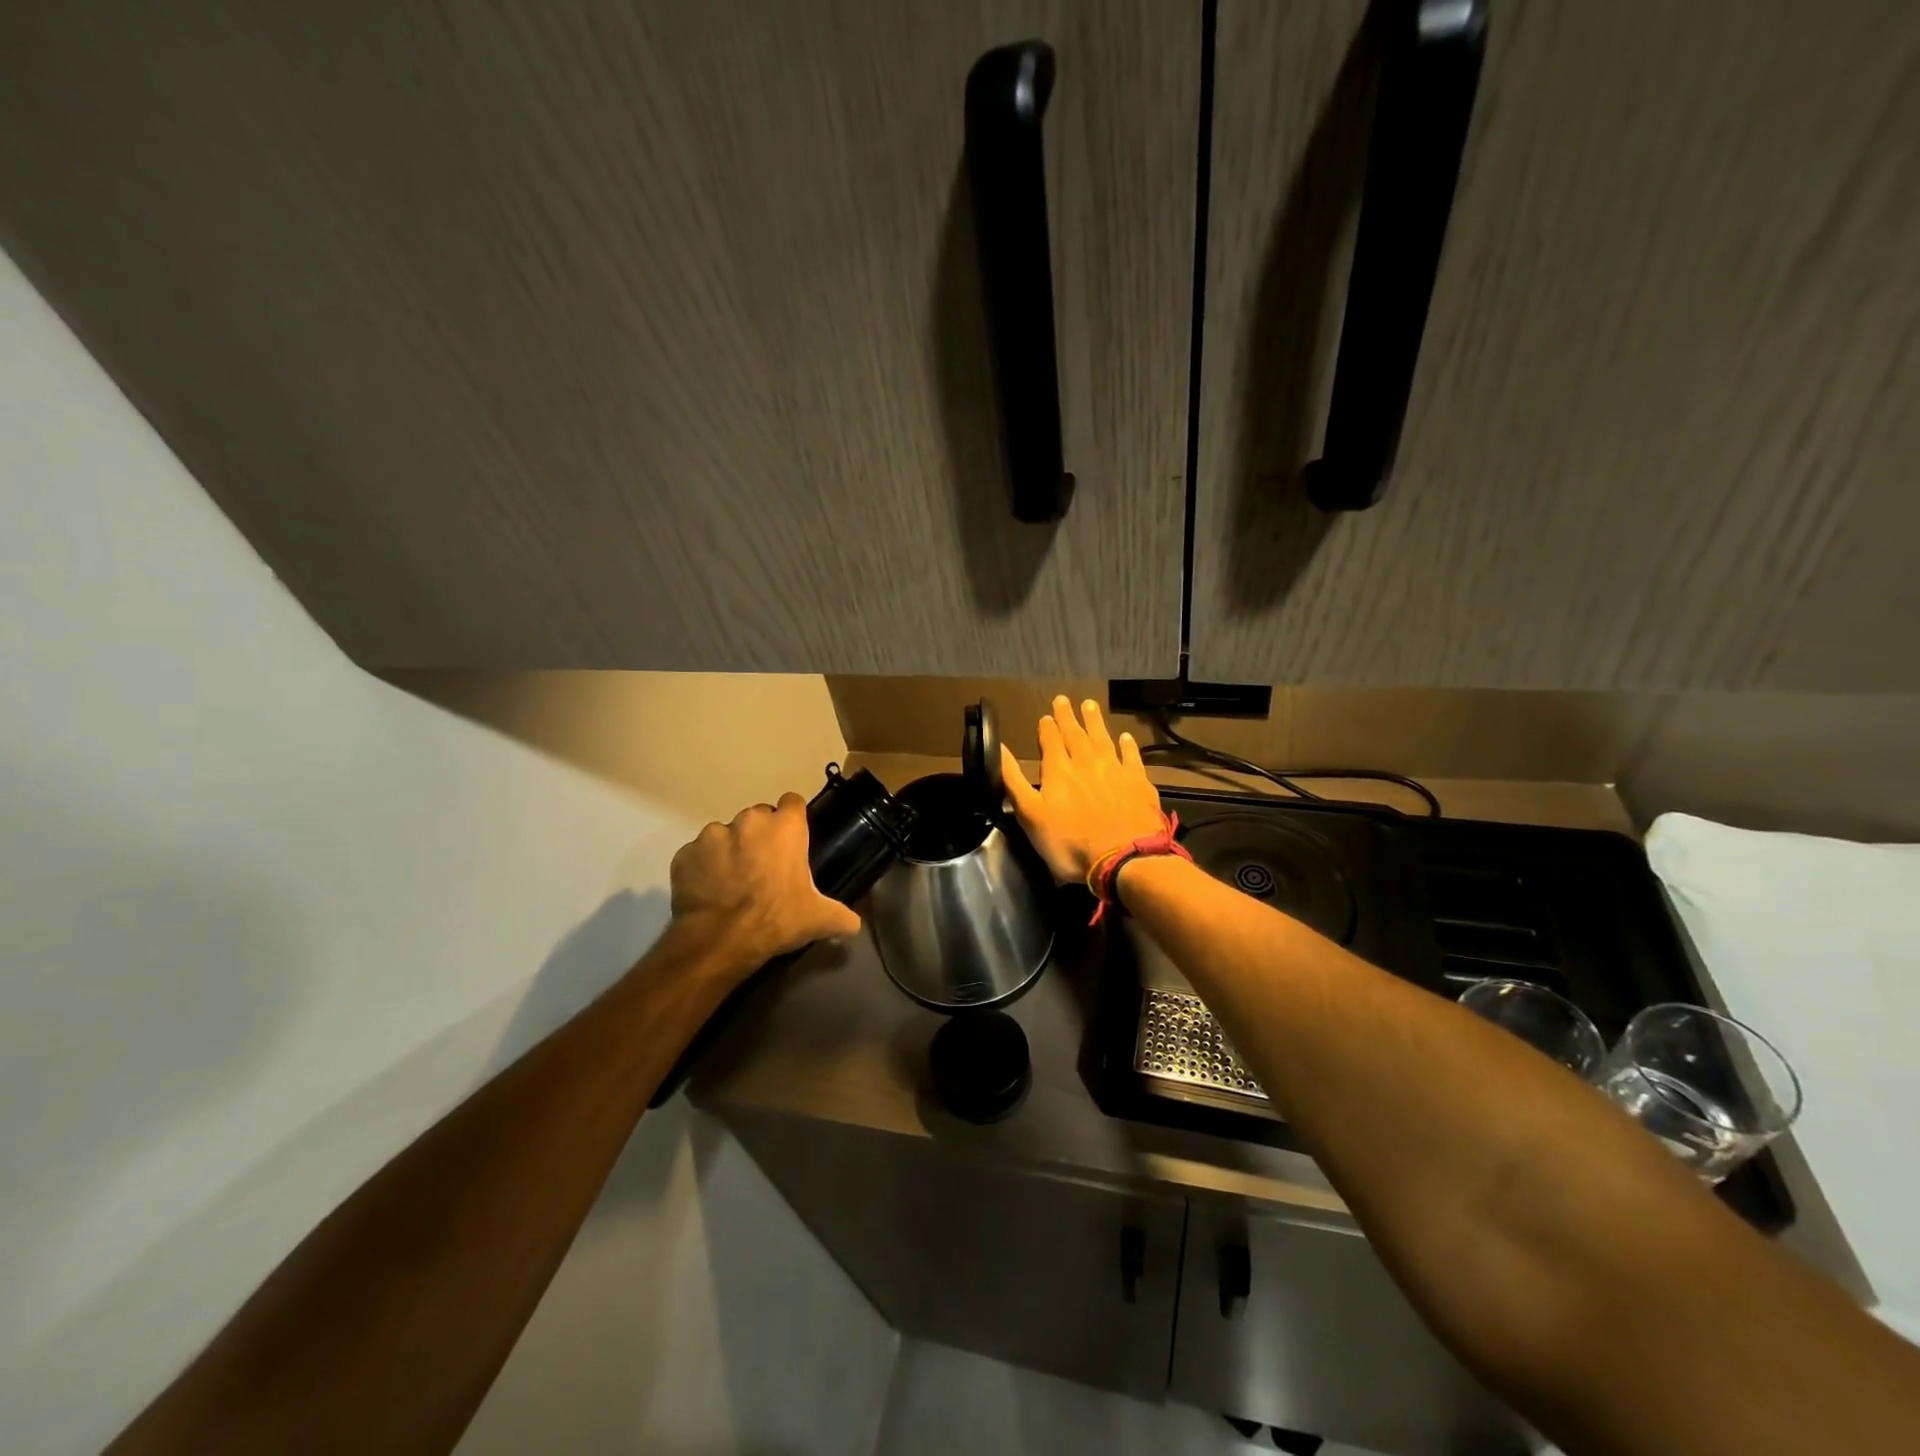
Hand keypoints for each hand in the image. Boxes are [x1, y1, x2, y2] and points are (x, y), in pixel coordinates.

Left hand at [670, 794, 861, 968]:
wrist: (720, 940)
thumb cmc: (776, 919)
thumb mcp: (818, 919)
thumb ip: (842, 916)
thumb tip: (854, 924)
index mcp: (784, 827)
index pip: (793, 803)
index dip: (793, 820)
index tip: (792, 841)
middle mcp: (748, 820)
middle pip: (758, 817)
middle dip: (760, 836)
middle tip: (764, 868)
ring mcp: (712, 835)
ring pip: (725, 834)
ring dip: (730, 850)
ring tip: (733, 882)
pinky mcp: (685, 854)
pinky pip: (698, 855)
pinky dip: (703, 868)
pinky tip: (710, 891)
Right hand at [1001, 696, 1165, 883]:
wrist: (1124, 859)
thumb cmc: (1070, 843)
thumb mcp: (1030, 816)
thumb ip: (1013, 781)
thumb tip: (1000, 749)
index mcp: (1058, 771)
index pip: (1050, 742)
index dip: (1047, 728)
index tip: (1045, 716)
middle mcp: (1086, 763)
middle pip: (1076, 734)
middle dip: (1068, 717)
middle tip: (1064, 700)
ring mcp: (1115, 771)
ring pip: (1103, 739)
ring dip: (1095, 722)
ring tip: (1090, 705)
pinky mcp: (1139, 783)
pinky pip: (1132, 757)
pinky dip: (1128, 746)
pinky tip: (1126, 738)